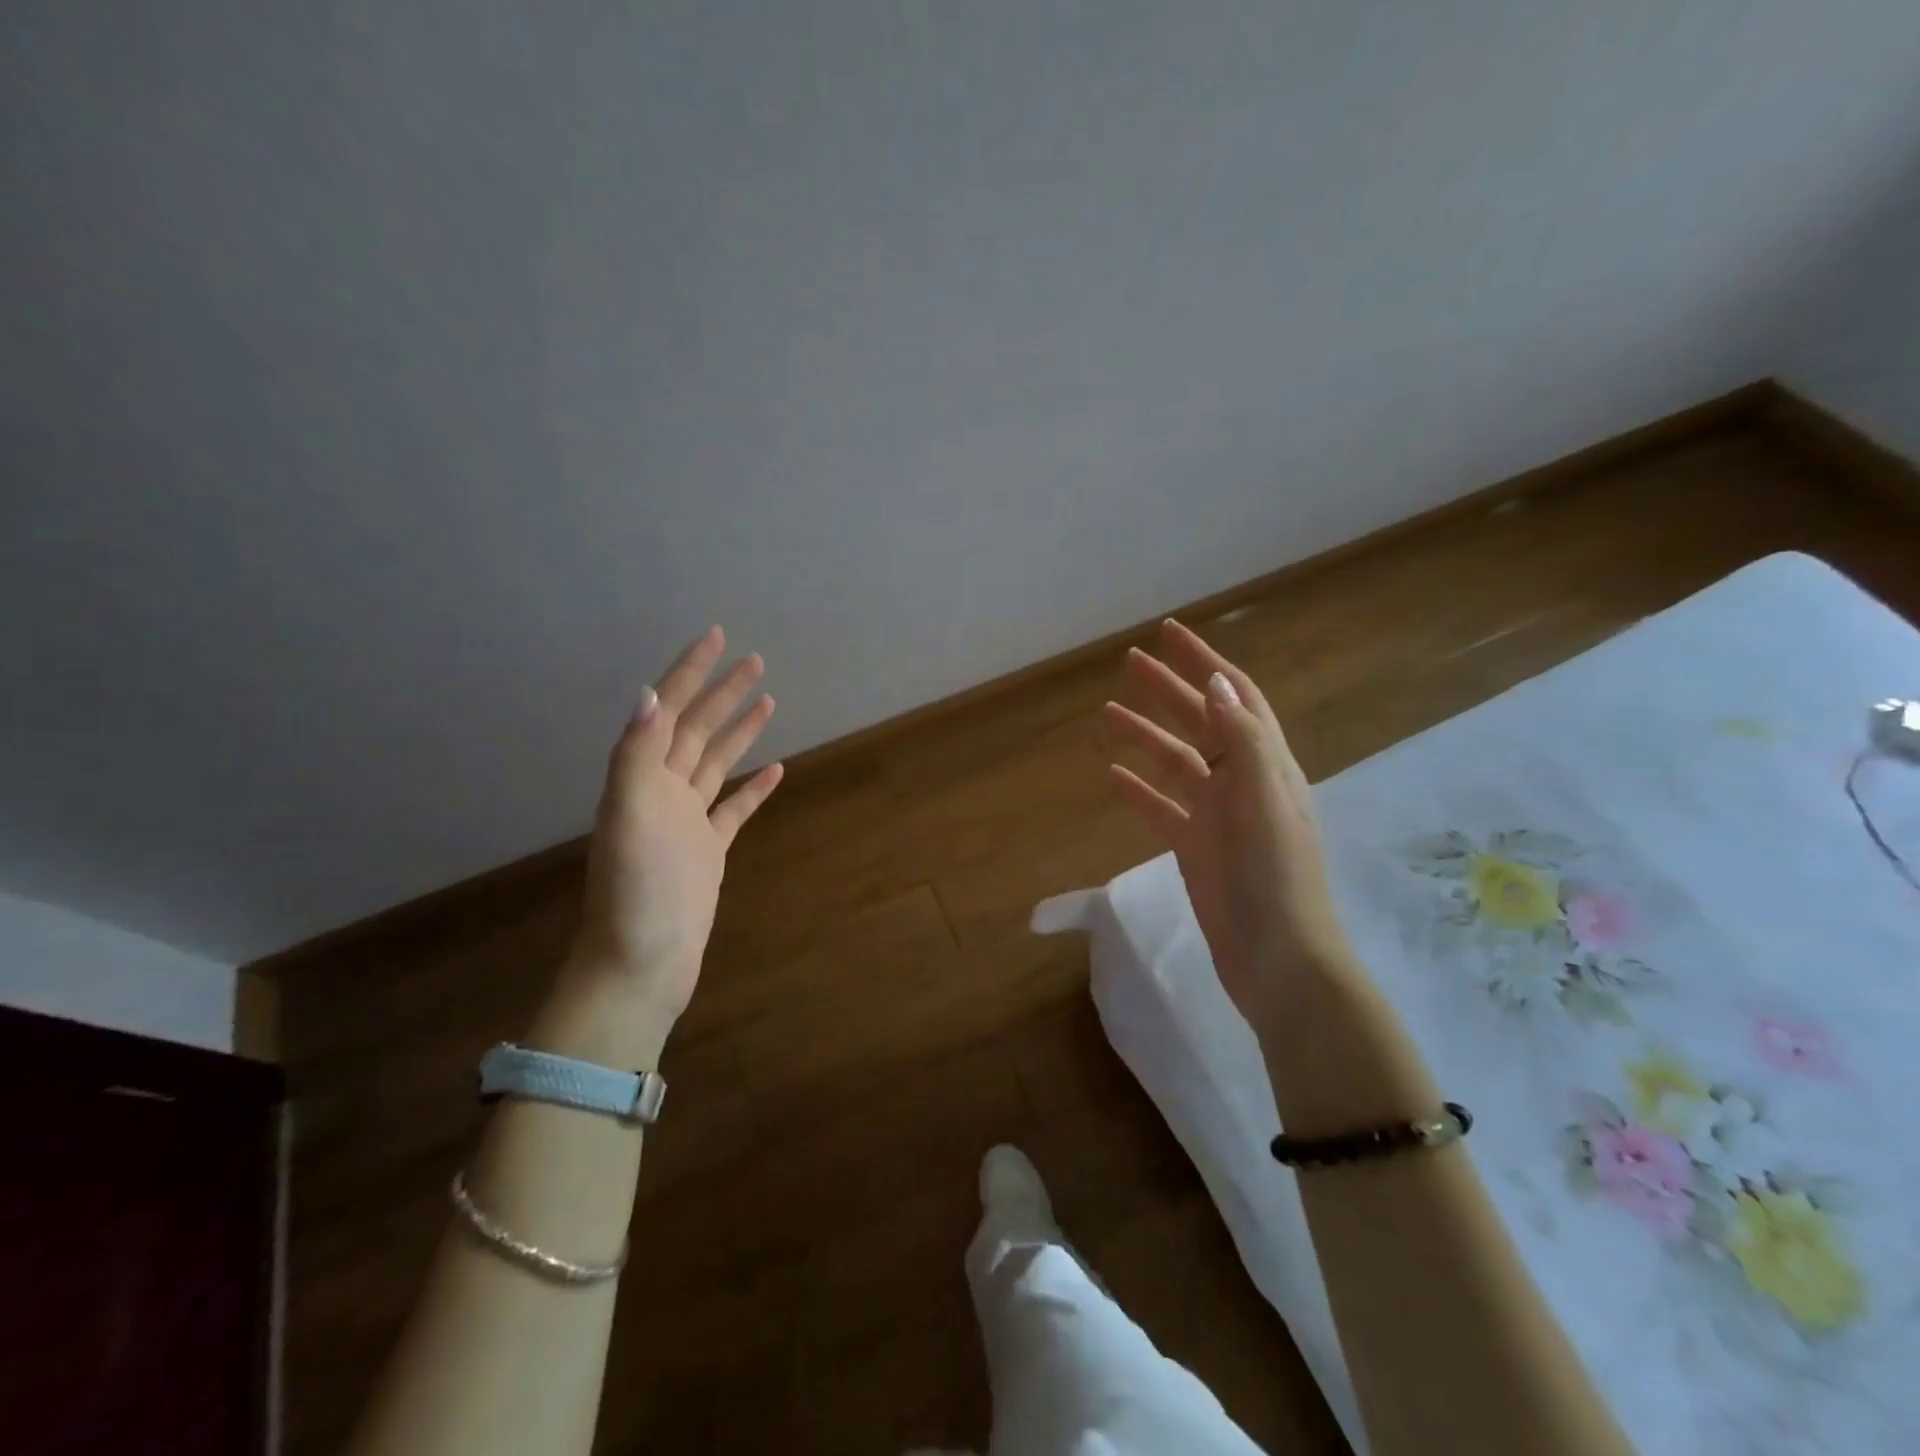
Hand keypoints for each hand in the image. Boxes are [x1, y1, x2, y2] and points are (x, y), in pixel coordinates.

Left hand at [567, 626, 783, 1034]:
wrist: (641, 963)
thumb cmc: (635, 890)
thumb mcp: (630, 815)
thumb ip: (638, 754)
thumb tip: (649, 693)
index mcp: (642, 777)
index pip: (670, 711)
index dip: (691, 672)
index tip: (717, 637)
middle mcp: (663, 791)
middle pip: (697, 729)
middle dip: (723, 692)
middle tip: (755, 659)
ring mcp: (688, 820)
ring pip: (717, 762)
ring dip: (739, 730)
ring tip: (766, 700)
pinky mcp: (709, 849)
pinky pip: (735, 808)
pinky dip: (755, 787)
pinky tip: (774, 770)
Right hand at [1104, 620, 1359, 1035]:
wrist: (1279, 961)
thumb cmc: (1276, 879)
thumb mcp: (1264, 803)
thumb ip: (1242, 742)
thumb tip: (1215, 683)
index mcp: (1265, 765)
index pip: (1236, 697)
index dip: (1206, 662)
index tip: (1171, 633)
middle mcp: (1242, 782)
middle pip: (1201, 721)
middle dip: (1169, 688)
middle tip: (1130, 662)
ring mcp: (1217, 816)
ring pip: (1176, 761)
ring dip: (1146, 734)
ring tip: (1109, 712)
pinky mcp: (1196, 847)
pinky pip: (1162, 807)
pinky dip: (1139, 788)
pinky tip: (1113, 776)